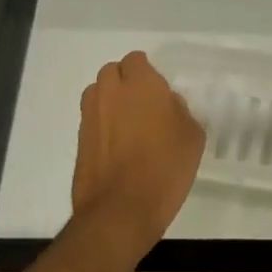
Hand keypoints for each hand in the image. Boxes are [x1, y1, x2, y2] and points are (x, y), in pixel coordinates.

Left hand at [71, 51, 204, 262]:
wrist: (121, 211)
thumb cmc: (165, 168)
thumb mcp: (192, 136)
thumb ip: (180, 111)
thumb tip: (168, 105)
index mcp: (141, 84)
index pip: (137, 60)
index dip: (148, 73)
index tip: (160, 92)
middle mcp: (110, 92)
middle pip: (113, 72)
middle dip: (126, 83)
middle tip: (144, 106)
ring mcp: (90, 115)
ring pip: (98, 94)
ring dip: (111, 101)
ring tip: (128, 125)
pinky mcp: (79, 139)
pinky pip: (92, 119)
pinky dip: (103, 125)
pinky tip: (118, 147)